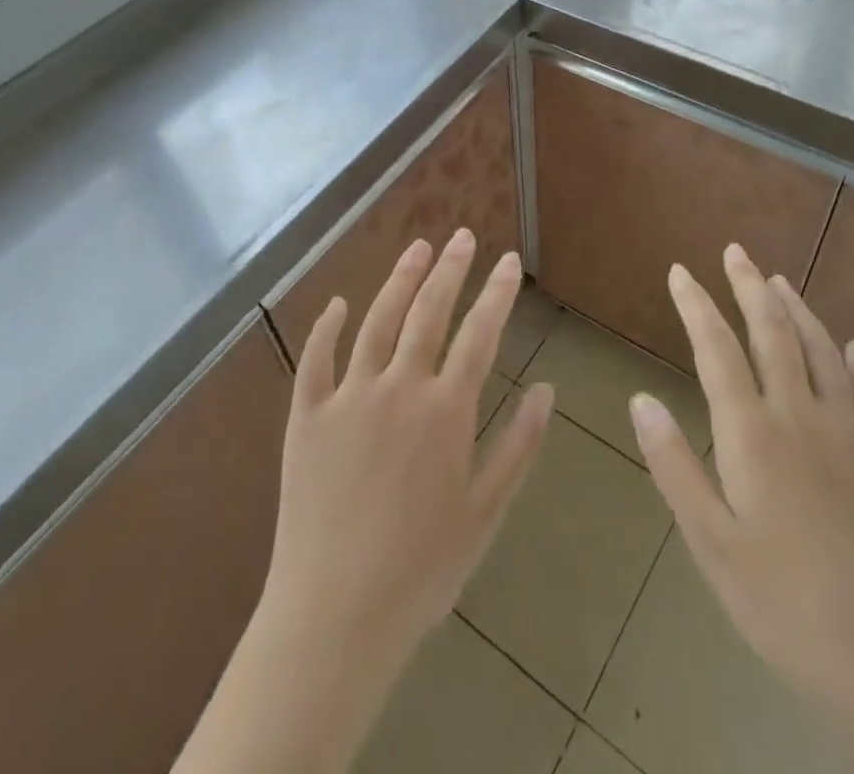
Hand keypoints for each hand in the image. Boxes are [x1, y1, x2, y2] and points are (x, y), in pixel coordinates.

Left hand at [173, 229, 552, 773]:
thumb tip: (547, 389)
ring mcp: (348, 397)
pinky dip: (329, 326)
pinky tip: (340, 301)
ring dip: (400, 279)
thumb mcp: (485, 513)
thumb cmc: (421, 571)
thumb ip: (519, 446)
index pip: (479, 334)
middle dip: (450, 270)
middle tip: (462, 236)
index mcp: (445, 411)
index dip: (496, 293)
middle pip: (428, 312)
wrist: (334, 618)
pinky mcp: (306, 416)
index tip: (509, 261)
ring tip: (418, 248)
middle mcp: (398, 388)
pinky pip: (316, 359)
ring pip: (377, 320)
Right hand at [630, 244, 853, 773]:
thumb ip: (675, 466)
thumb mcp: (712, 546)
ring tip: (778, 280)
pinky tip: (851, 347)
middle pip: (772, 334)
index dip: (696, 305)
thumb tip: (640, 399)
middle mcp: (803, 418)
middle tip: (734, 251)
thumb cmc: (787, 608)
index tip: (679, 271)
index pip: (717, 350)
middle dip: (749, 287)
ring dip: (797, 310)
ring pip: (822, 351)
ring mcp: (853, 435)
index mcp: (754, 435)